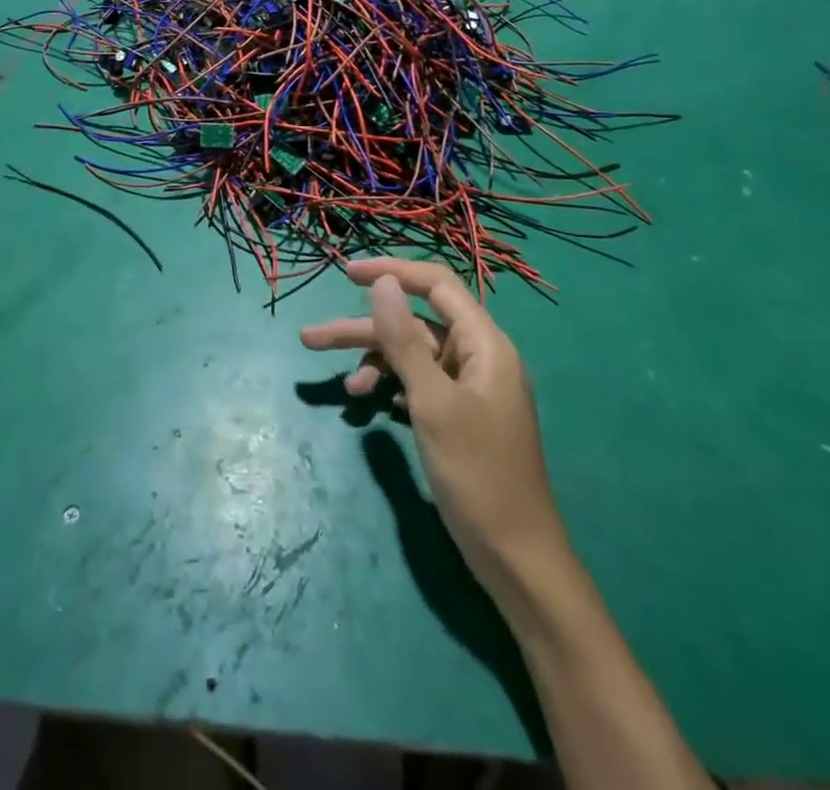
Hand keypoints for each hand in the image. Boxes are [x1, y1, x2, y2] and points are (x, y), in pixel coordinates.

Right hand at [300, 258, 565, 581]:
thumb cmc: (478, 474)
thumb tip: (382, 283)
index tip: (347, 274)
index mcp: (484, 344)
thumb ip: (404, 339)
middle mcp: (478, 356)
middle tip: (312, 338)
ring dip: (376, 364)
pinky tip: (372, 405)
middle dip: (364, 330)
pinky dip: (393, 388)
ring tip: (344, 388)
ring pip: (412, 356)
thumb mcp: (432, 402)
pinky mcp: (459, 414)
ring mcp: (469, 387)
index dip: (392, 272)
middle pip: (414, 323)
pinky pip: (419, 383)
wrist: (517, 559)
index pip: (435, 284)